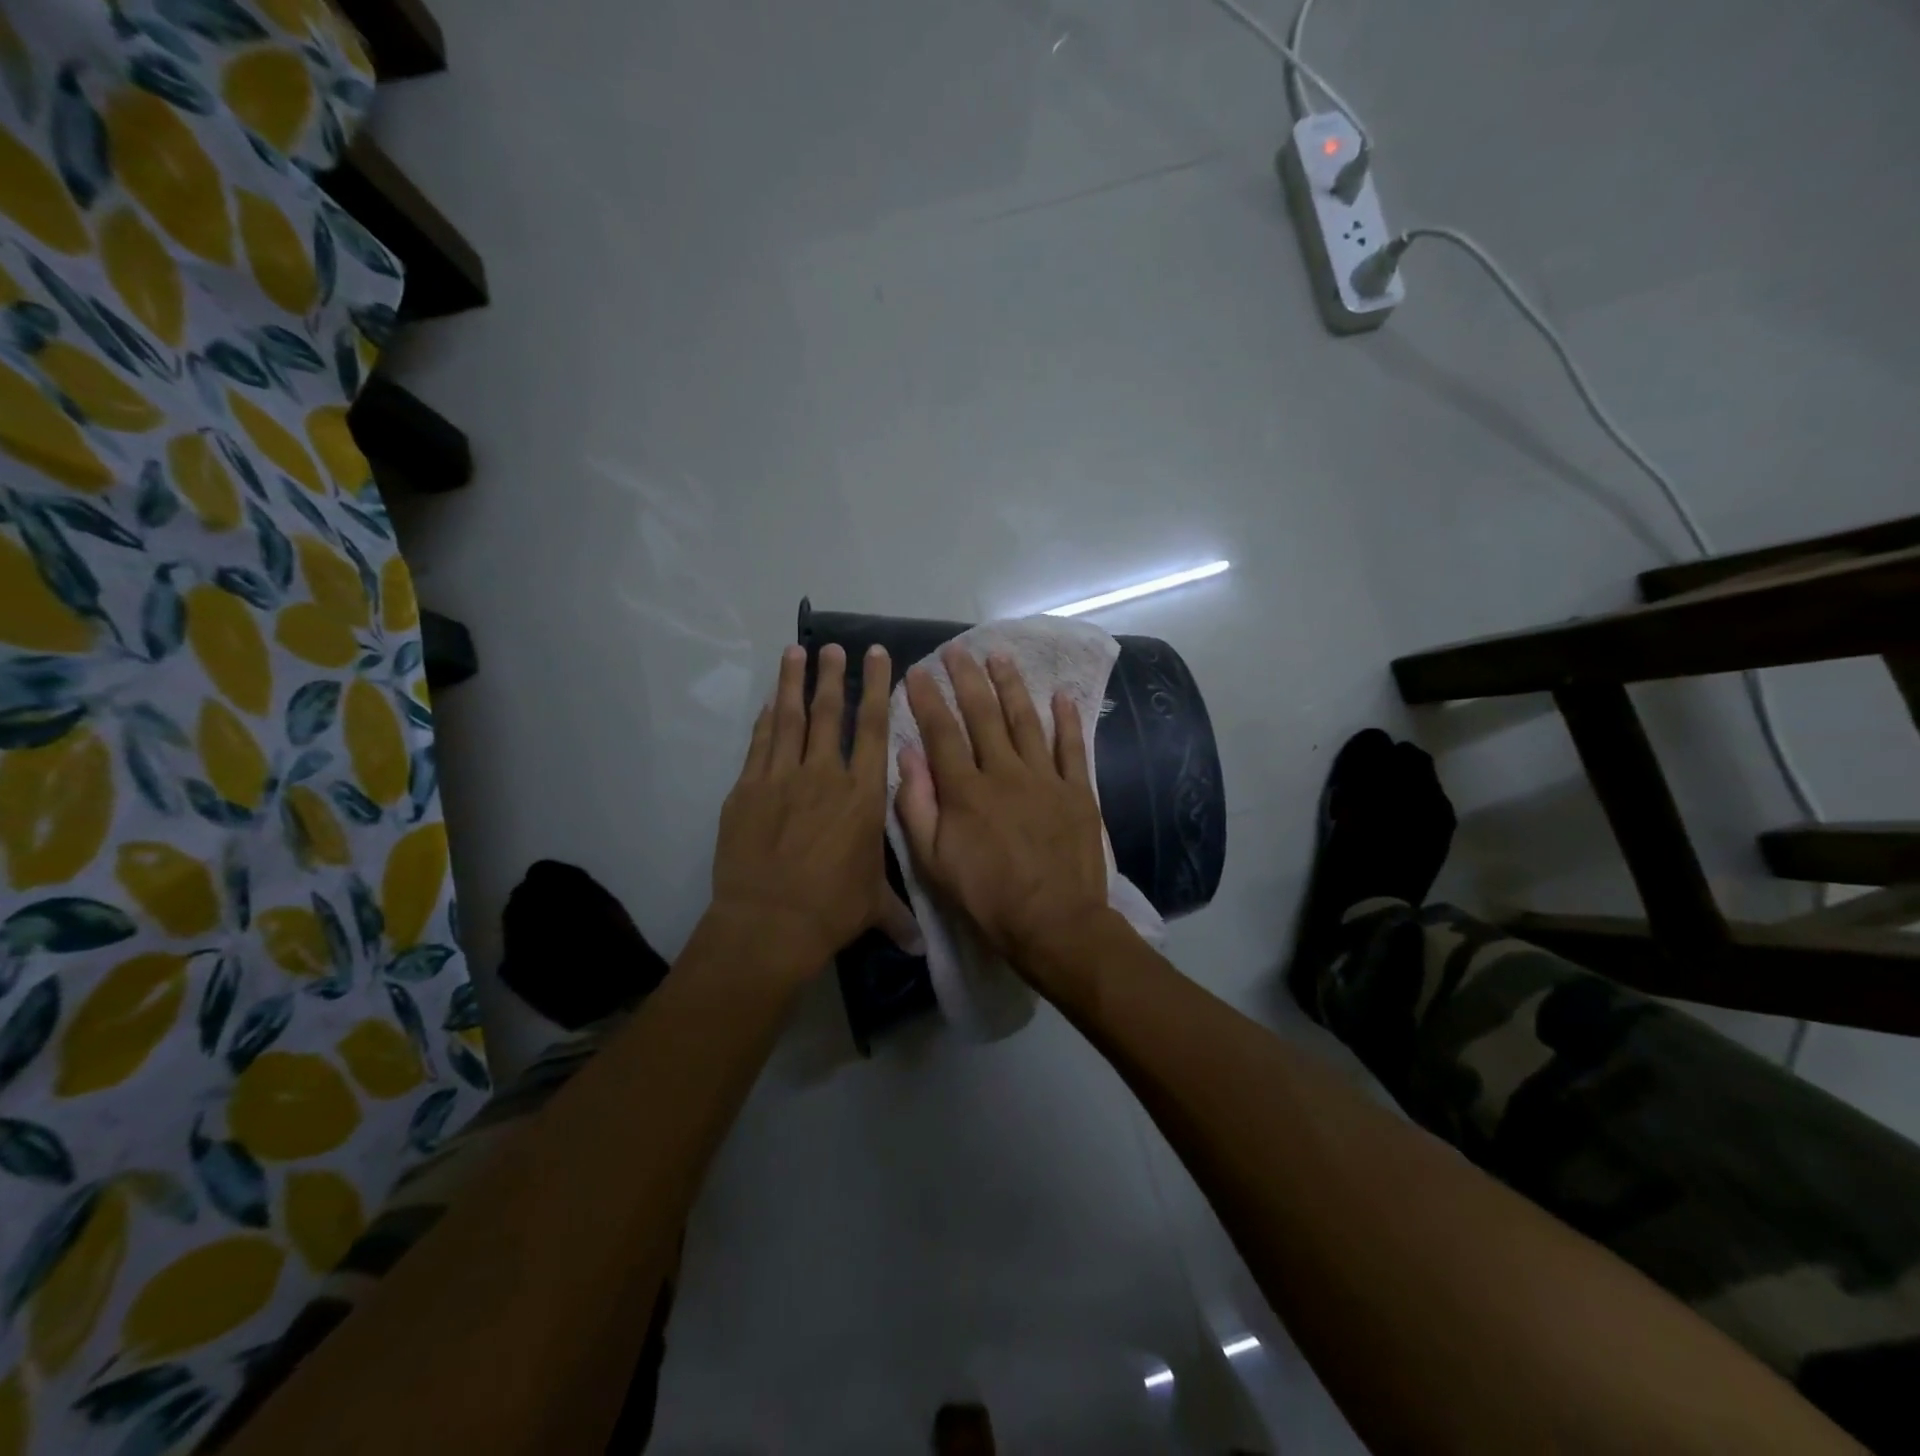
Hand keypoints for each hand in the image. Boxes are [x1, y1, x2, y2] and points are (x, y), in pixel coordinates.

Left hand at [710, 643, 915, 975]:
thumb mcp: (873, 908)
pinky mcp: (747, 790)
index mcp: (863, 795)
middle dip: (832, 676)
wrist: (769, 922)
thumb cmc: (832, 910)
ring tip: (795, 652)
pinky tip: (769, 702)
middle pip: (828, 713)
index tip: (874, 654)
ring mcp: (781, 778)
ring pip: (789, 718)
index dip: (875, 687)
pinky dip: (765, 720)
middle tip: (833, 647)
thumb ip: (897, 916)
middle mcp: (824, 775)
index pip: (873, 728)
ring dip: (793, 683)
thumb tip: (920, 948)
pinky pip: (759, 744)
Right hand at [896, 647, 1108, 967]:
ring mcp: (1044, 778)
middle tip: (958, 649)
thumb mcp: (934, 862)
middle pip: (983, 715)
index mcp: (965, 790)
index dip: (928, 699)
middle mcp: (1004, 772)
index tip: (918, 670)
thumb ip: (917, 808)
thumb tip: (907, 757)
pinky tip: (1061, 694)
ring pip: (1025, 720)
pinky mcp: (1077, 790)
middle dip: (967, 679)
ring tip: (1000, 656)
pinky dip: (1067, 719)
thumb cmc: (987, 897)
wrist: (1055, 922)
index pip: (941, 733)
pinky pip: (1071, 747)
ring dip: (1012, 686)